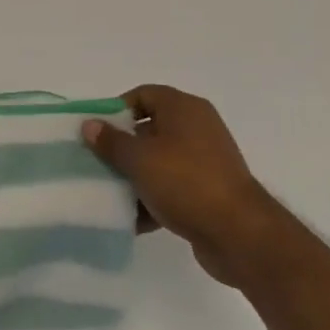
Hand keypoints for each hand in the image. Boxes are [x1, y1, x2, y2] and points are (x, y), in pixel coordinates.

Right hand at [82, 85, 266, 287]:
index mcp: (184, 109)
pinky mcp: (208, 192)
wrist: (239, 234)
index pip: (143, 95)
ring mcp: (205, 161)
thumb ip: (111, 141)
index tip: (96, 132)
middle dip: (121, 147)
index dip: (116, 110)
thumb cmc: (185, 182)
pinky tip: (131, 219)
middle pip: (149, 129)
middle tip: (96, 163)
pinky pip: (172, 188)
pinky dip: (153, 199)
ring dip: (134, 177)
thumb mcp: (139, 159)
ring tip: (109, 193)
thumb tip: (89, 125)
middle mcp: (197, 128)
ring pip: (159, 161)